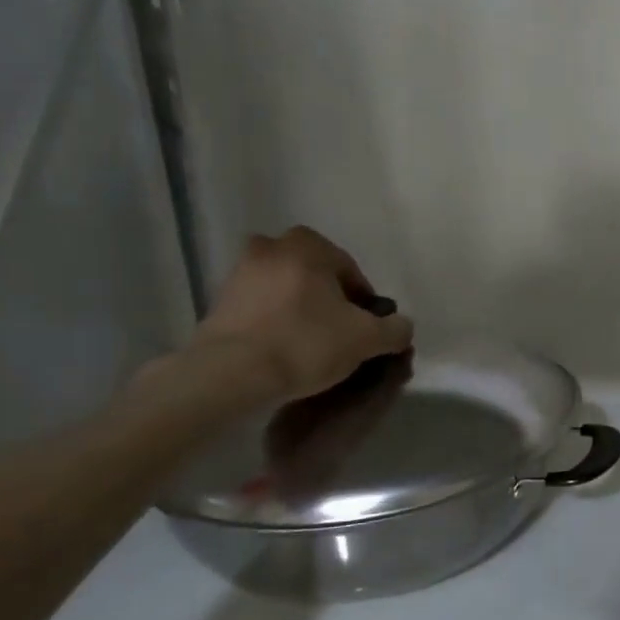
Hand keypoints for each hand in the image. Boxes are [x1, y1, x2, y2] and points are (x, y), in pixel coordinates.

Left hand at [188, 227, 413, 404]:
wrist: (232, 373)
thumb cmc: (306, 343)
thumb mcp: (368, 339)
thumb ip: (395, 329)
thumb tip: (401, 326)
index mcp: (308, 245)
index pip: (352, 273)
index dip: (365, 304)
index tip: (366, 331)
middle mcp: (270, 248)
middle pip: (316, 278)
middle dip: (330, 302)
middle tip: (340, 335)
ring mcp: (239, 274)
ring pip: (287, 291)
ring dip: (301, 311)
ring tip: (311, 346)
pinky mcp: (218, 303)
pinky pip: (261, 309)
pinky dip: (275, 323)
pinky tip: (284, 351)